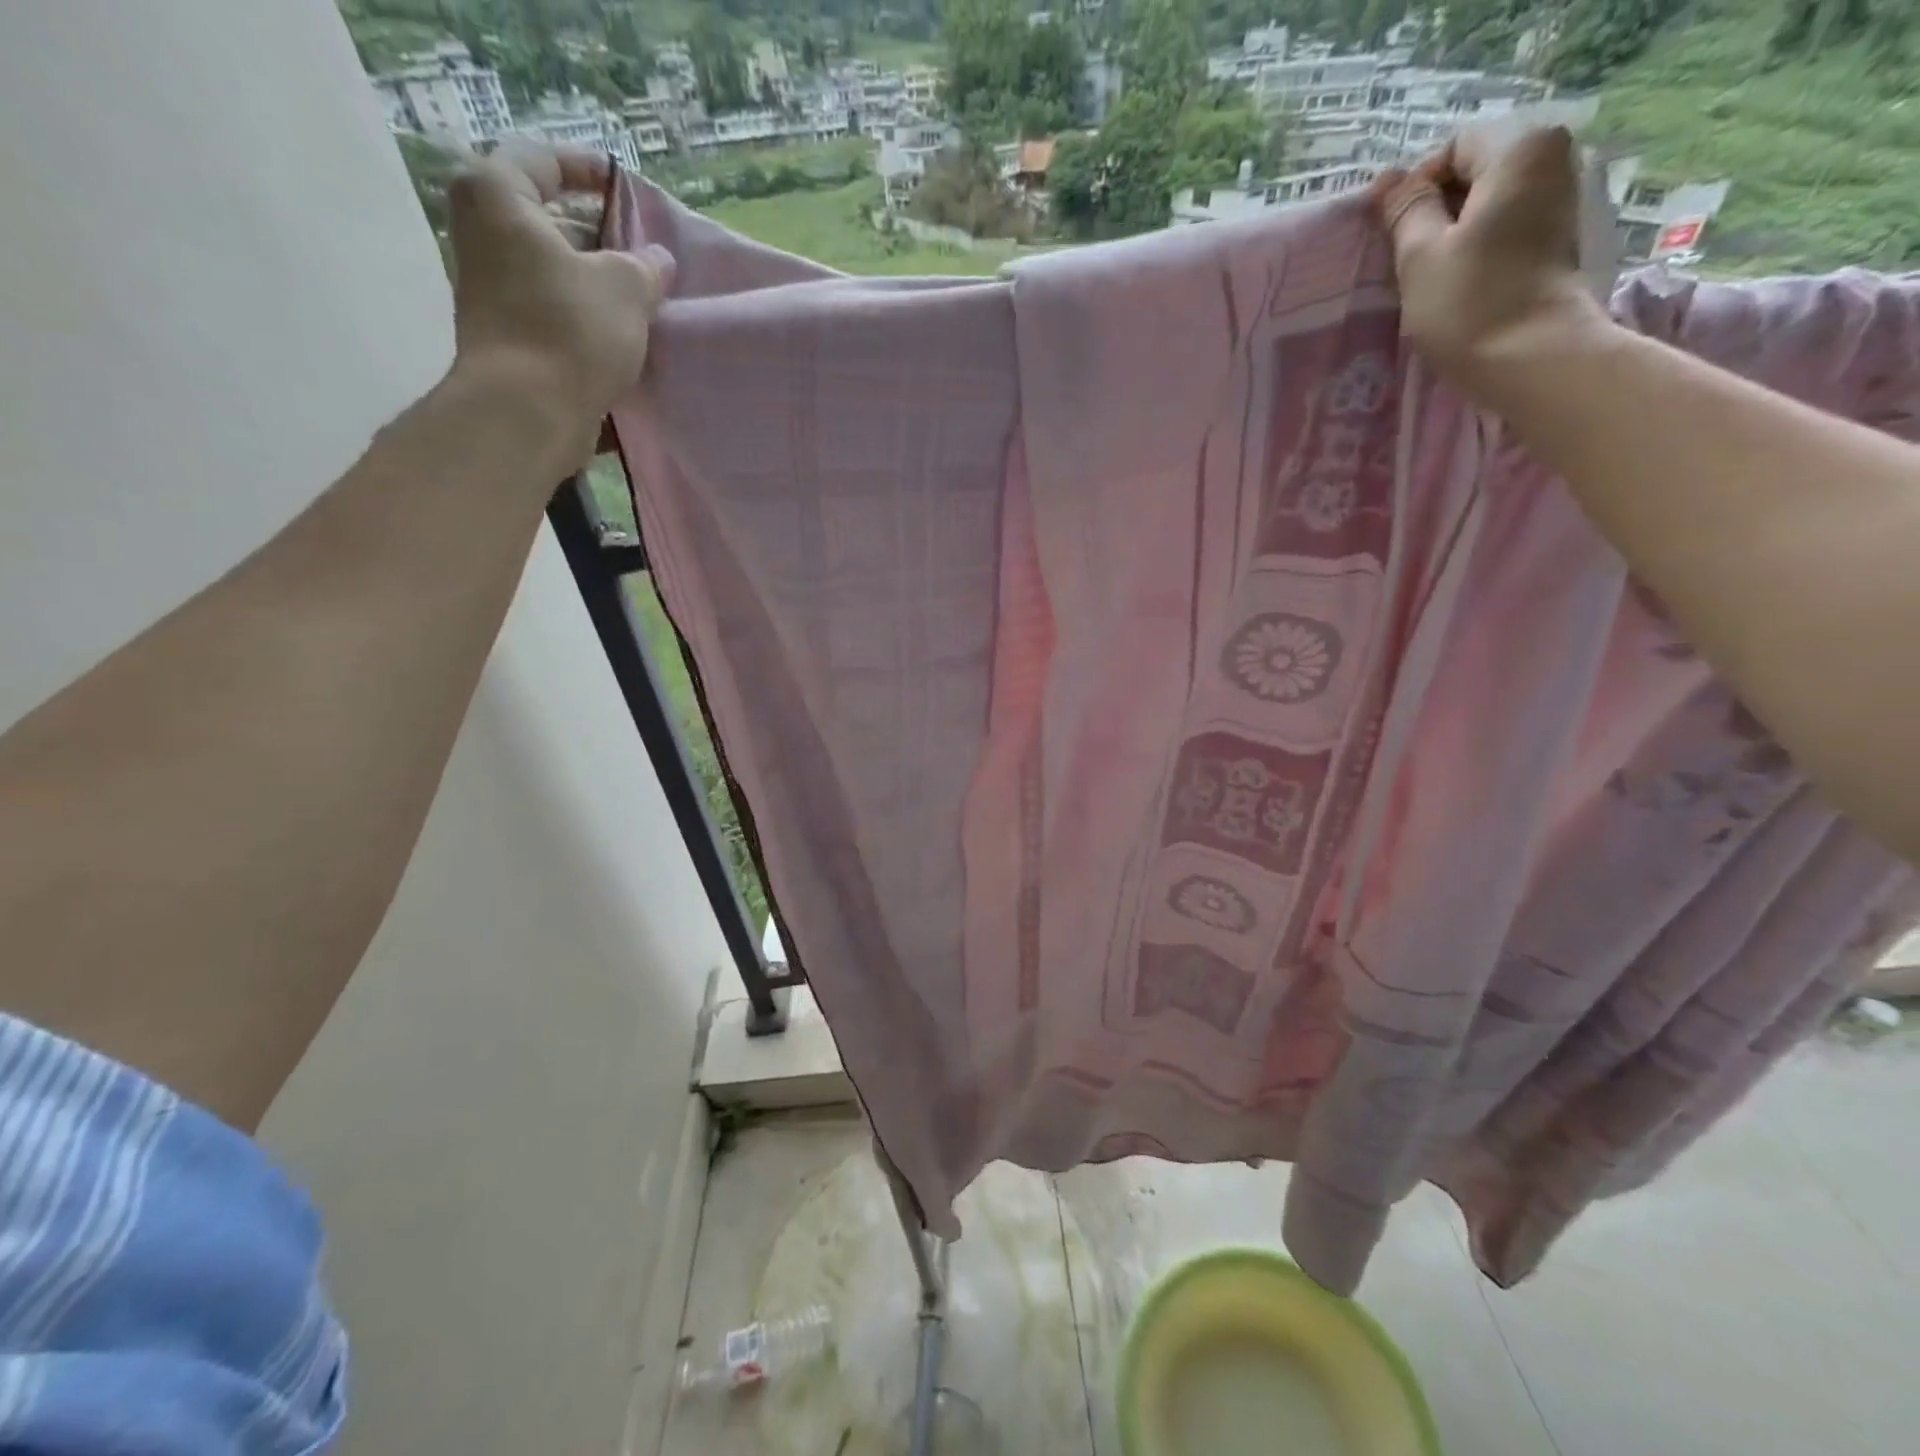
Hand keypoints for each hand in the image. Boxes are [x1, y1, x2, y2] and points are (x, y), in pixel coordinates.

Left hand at [446, 143, 671, 458]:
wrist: (528, 411)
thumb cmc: (571, 329)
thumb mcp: (626, 288)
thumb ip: (645, 266)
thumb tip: (656, 260)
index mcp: (497, 196)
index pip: (544, 159)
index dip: (591, 171)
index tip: (628, 191)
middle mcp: (481, 234)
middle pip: (547, 219)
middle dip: (597, 234)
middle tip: (642, 252)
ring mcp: (488, 288)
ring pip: (550, 269)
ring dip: (593, 281)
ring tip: (641, 298)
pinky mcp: (504, 334)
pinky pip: (550, 309)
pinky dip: (582, 315)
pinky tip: (620, 335)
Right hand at [1372, 126, 1610, 408]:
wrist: (1530, 357)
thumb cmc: (1468, 303)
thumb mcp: (1420, 255)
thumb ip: (1405, 210)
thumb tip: (1387, 180)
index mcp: (1520, 148)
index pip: (1452, 148)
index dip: (1416, 189)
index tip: (1396, 238)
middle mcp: (1553, 157)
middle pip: (1475, 171)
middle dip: (1437, 210)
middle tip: (1408, 261)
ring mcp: (1561, 198)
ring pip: (1489, 202)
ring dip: (1454, 233)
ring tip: (1431, 276)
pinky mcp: (1559, 237)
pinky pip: (1506, 225)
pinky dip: (1478, 246)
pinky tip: (1459, 283)